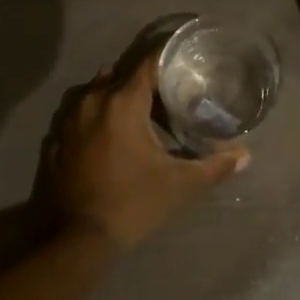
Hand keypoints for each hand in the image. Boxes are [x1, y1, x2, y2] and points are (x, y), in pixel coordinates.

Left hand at [42, 57, 248, 250]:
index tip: (185, 60)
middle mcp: (93, 100)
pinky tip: (109, 135)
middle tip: (168, 92)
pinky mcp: (55, 140)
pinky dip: (95, 116)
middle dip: (143, 79)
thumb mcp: (179, 185)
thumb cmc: (131, 203)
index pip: (148, 63)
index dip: (168, 58)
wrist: (73, 241)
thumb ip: (214, 166)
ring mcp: (68, 119)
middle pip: (121, 73)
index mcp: (123, 101)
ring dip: (116, 94)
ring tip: (139, 111)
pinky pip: (78, 113)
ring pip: (96, 91)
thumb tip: (245, 156)